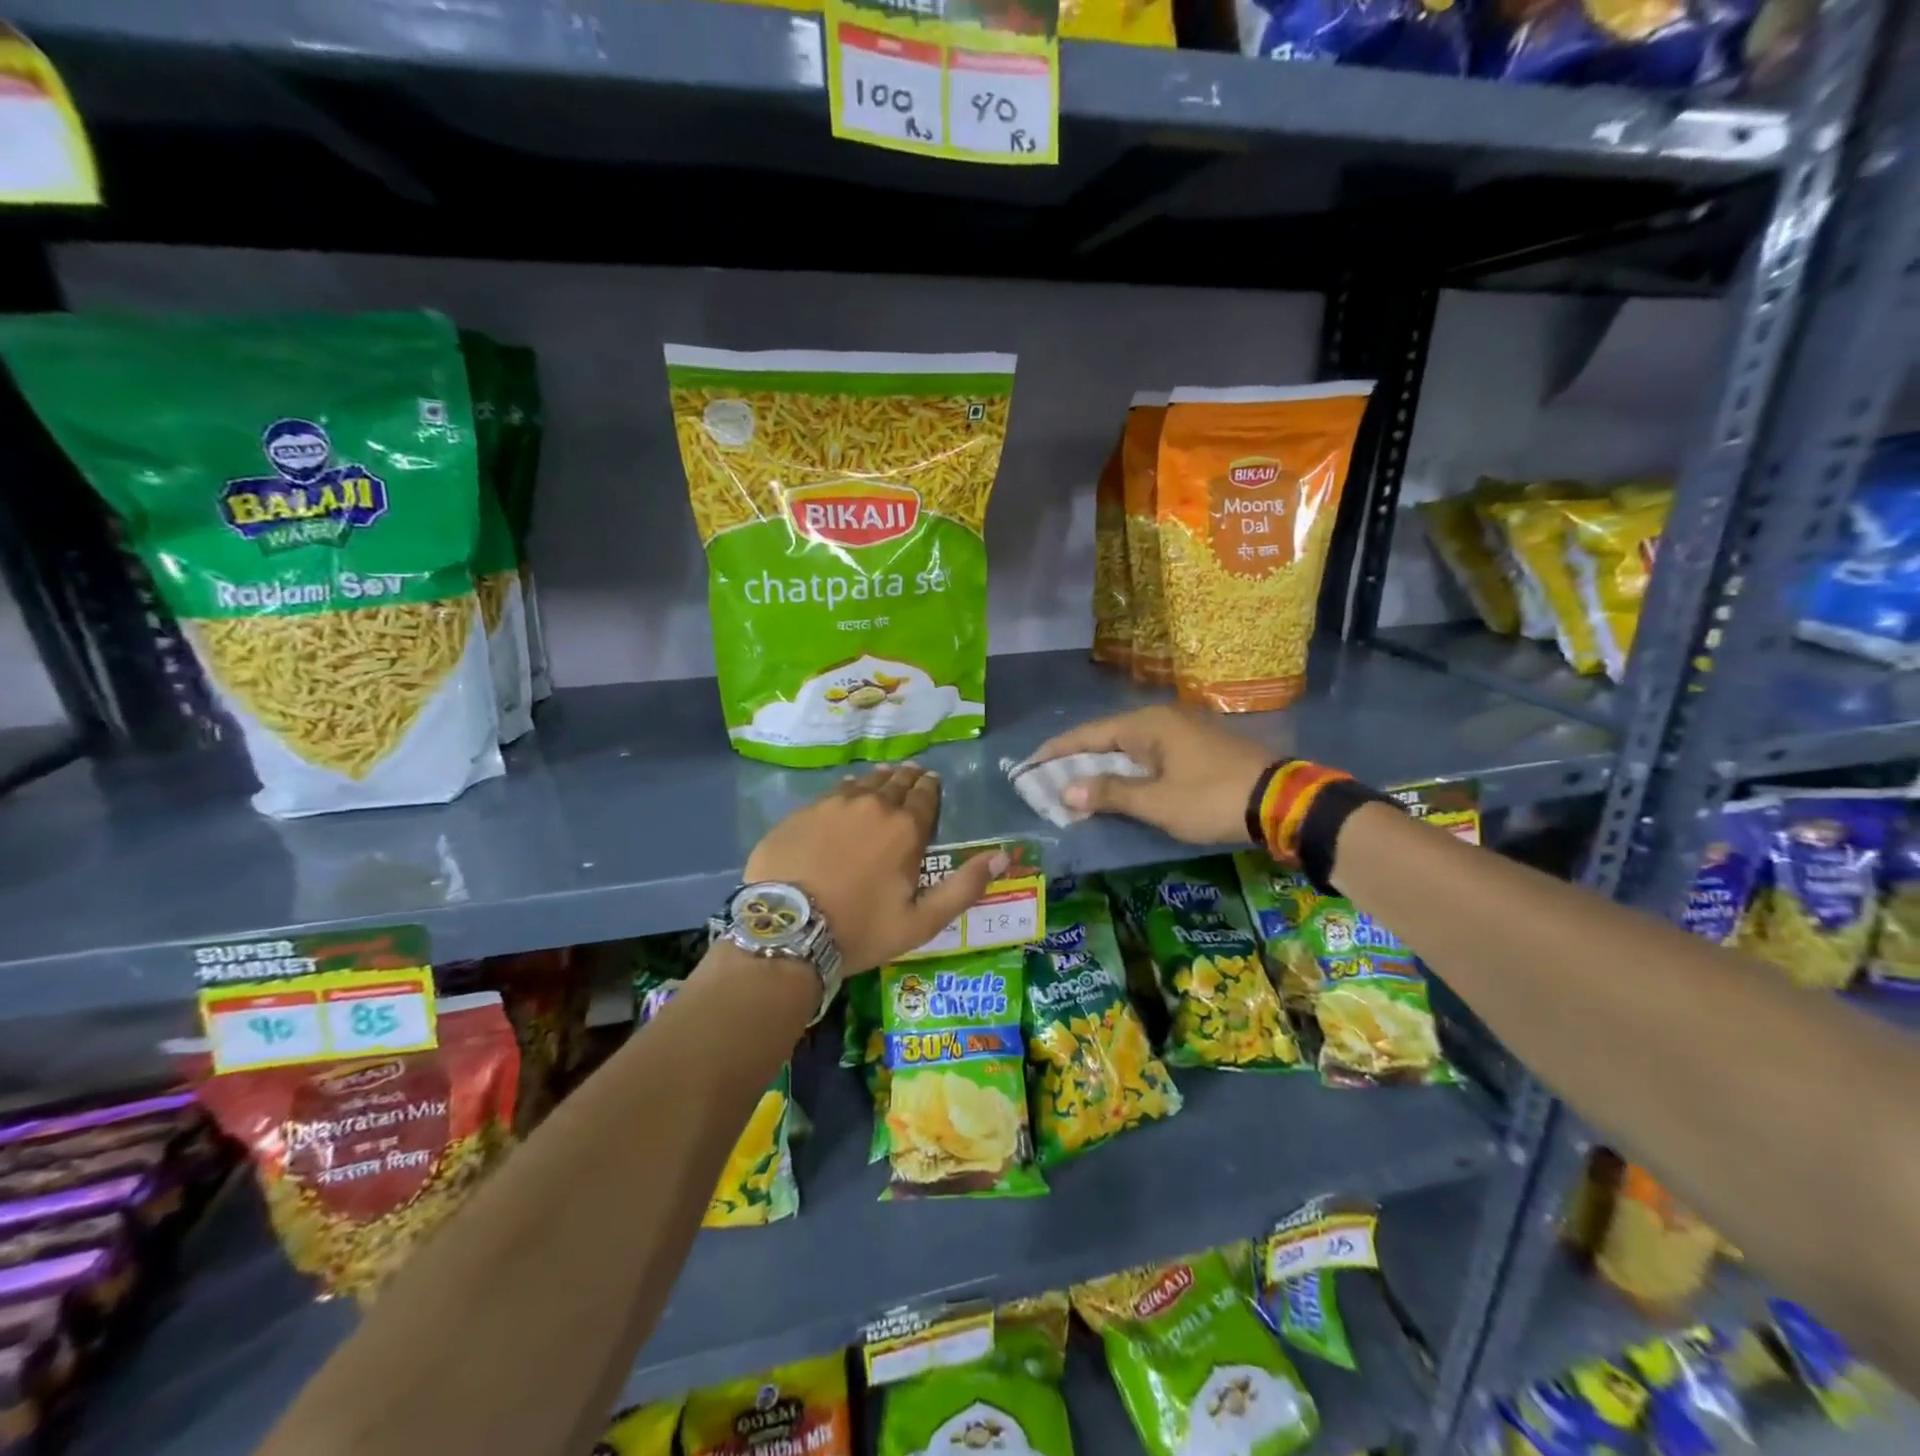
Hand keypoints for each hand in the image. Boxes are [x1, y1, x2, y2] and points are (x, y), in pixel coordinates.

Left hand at [744, 764, 1007, 976]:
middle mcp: (873, 805)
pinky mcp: (803, 811)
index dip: (931, 788)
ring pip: (865, 782)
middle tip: (912, 775)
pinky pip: (834, 791)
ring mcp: (834, 804)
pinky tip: (847, 792)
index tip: (932, 782)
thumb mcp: (922, 921)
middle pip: (896, 783)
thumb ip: (964, 887)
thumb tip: (1003, 856)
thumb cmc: (860, 929)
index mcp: (906, 829)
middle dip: (908, 779)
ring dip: (879, 780)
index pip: (926, 796)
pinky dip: (848, 789)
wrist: (788, 930)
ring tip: (885, 778)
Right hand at [1032, 705, 1274, 844]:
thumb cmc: (1211, 798)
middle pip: (1105, 738)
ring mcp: (1181, 732)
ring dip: (1101, 767)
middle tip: (1046, 780)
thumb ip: (1109, 793)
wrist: (1282, 801)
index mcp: (1146, 724)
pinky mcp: (1196, 748)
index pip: (1087, 734)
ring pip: (1128, 747)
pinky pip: (1148, 755)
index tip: (1027, 766)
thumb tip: (1064, 792)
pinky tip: (1118, 787)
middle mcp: (1160, 720)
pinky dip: (1126, 770)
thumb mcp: (1157, 801)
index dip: (1055, 752)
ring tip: (1074, 787)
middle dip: (1075, 760)